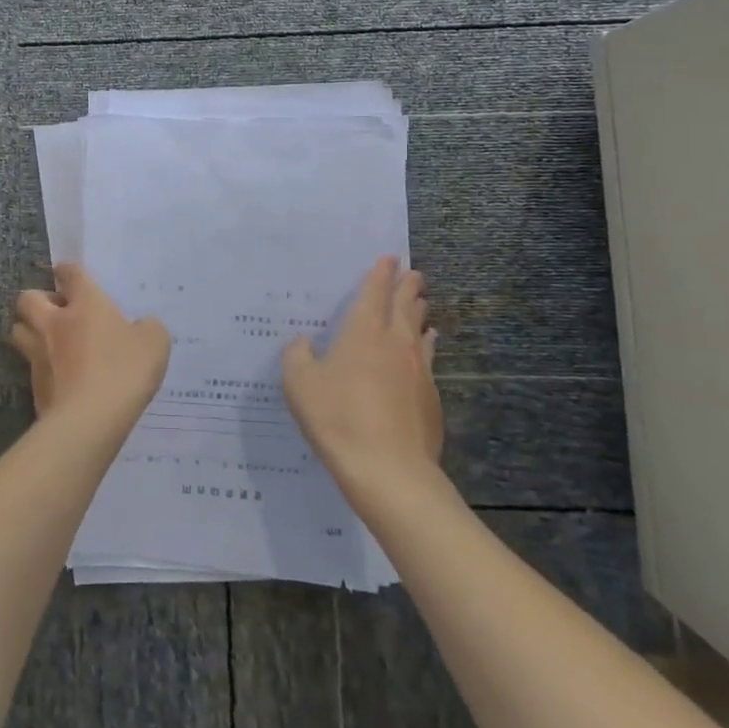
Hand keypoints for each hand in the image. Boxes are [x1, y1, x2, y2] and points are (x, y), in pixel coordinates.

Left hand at [10, 264, 170, 429]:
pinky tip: (58, 377)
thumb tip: (142, 326)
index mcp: (86, 303)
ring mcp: (39, 354)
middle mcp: (55, 322)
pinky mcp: (34, 386)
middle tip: (55, 311)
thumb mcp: (154, 342)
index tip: (68, 274)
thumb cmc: (124, 370)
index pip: (70, 274)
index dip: (68, 271)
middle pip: (27, 299)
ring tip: (47, 341)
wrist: (90, 419)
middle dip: (36, 300)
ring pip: (19, 331)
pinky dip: (40, 368)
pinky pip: (30, 367)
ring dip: (29, 331)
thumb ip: (147, 328)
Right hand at [281, 257, 441, 492]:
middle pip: (405, 306)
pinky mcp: (431, 396)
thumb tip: (303, 341)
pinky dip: (428, 344)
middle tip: (413, 273)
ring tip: (423, 302)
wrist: (389, 470)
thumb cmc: (337, 417)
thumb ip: (297, 356)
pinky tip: (429, 346)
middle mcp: (395, 342)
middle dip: (408, 287)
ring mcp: (419, 369)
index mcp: (363, 332)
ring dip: (420, 312)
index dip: (381, 273)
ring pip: (420, 330)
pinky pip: (429, 358)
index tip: (390, 258)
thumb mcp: (299, 384)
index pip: (374, 292)